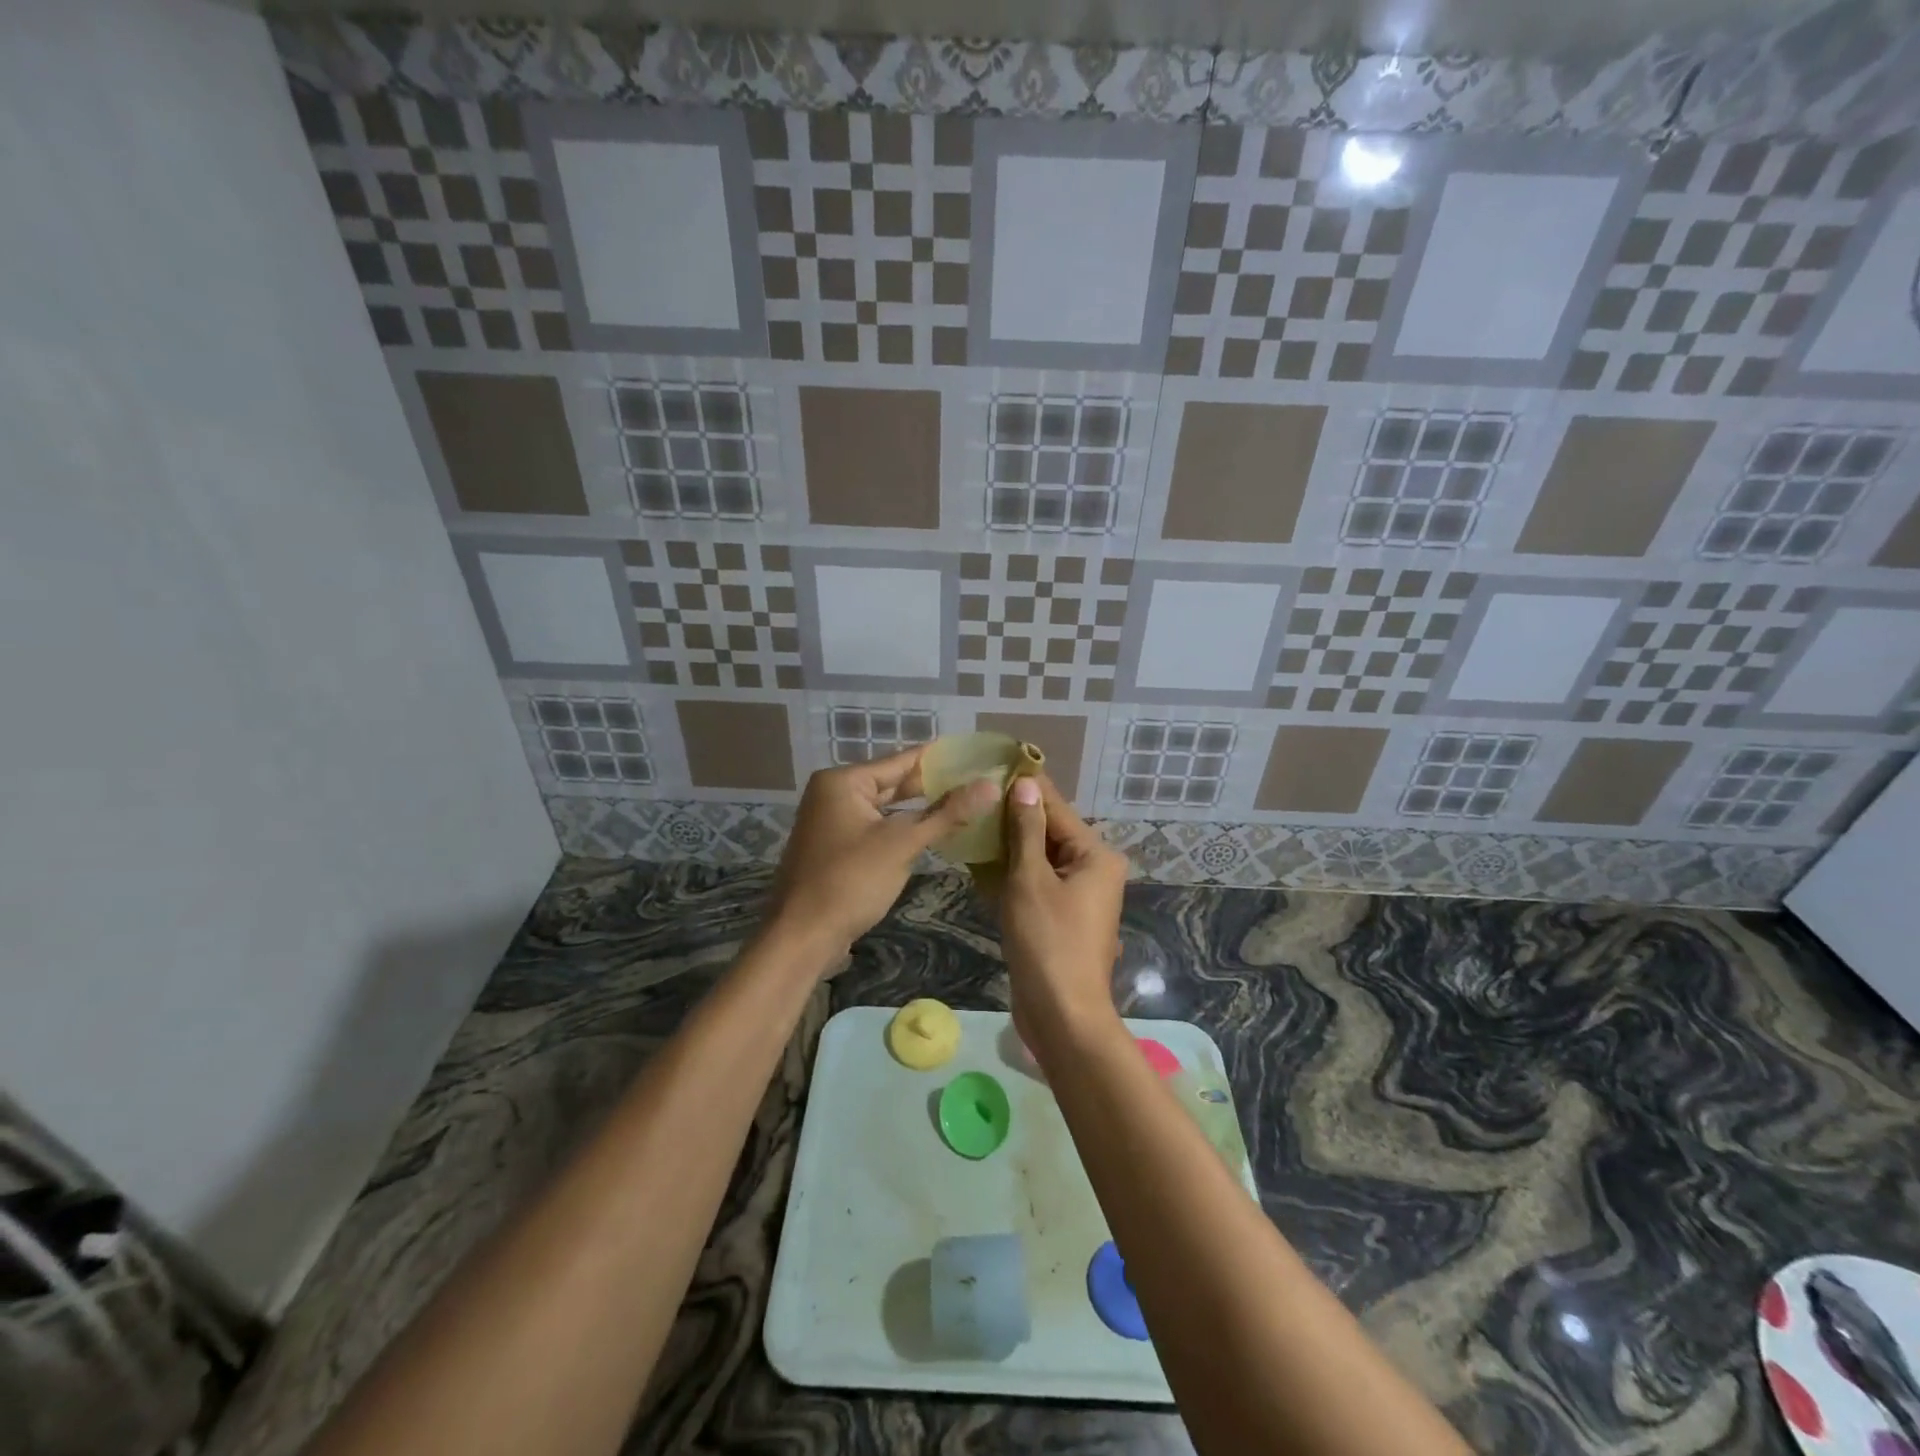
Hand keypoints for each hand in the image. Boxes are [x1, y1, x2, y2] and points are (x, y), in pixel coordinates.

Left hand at [766, 747, 998, 955]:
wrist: (802, 936)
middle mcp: (833, 794)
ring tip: (965, 803)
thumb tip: (990, 785)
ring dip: (920, 810)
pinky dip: (902, 830)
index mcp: (843, 782)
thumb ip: (947, 813)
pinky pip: (876, 829)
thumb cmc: (850, 881)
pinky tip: (933, 832)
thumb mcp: (902, 844)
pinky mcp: (835, 848)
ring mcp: (832, 822)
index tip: (976, 754)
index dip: (940, 759)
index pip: (901, 760)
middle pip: (892, 783)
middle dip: (933, 786)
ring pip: (885, 809)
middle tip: (978, 781)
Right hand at [1000, 774, 1129, 1048]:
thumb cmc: (1048, 942)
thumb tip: (1027, 784)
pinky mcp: (1061, 918)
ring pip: (1040, 859)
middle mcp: (1094, 870)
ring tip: (972, 823)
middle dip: (1013, 818)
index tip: (996, 764)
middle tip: (974, 797)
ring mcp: (1078, 896)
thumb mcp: (1031, 880)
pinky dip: (1013, 875)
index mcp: (1096, 856)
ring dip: (1009, 846)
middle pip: (1050, 832)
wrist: (1061, 1015)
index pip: (1057, 808)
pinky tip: (981, 863)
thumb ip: (1027, 830)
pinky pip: (1037, 884)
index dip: (1026, 787)